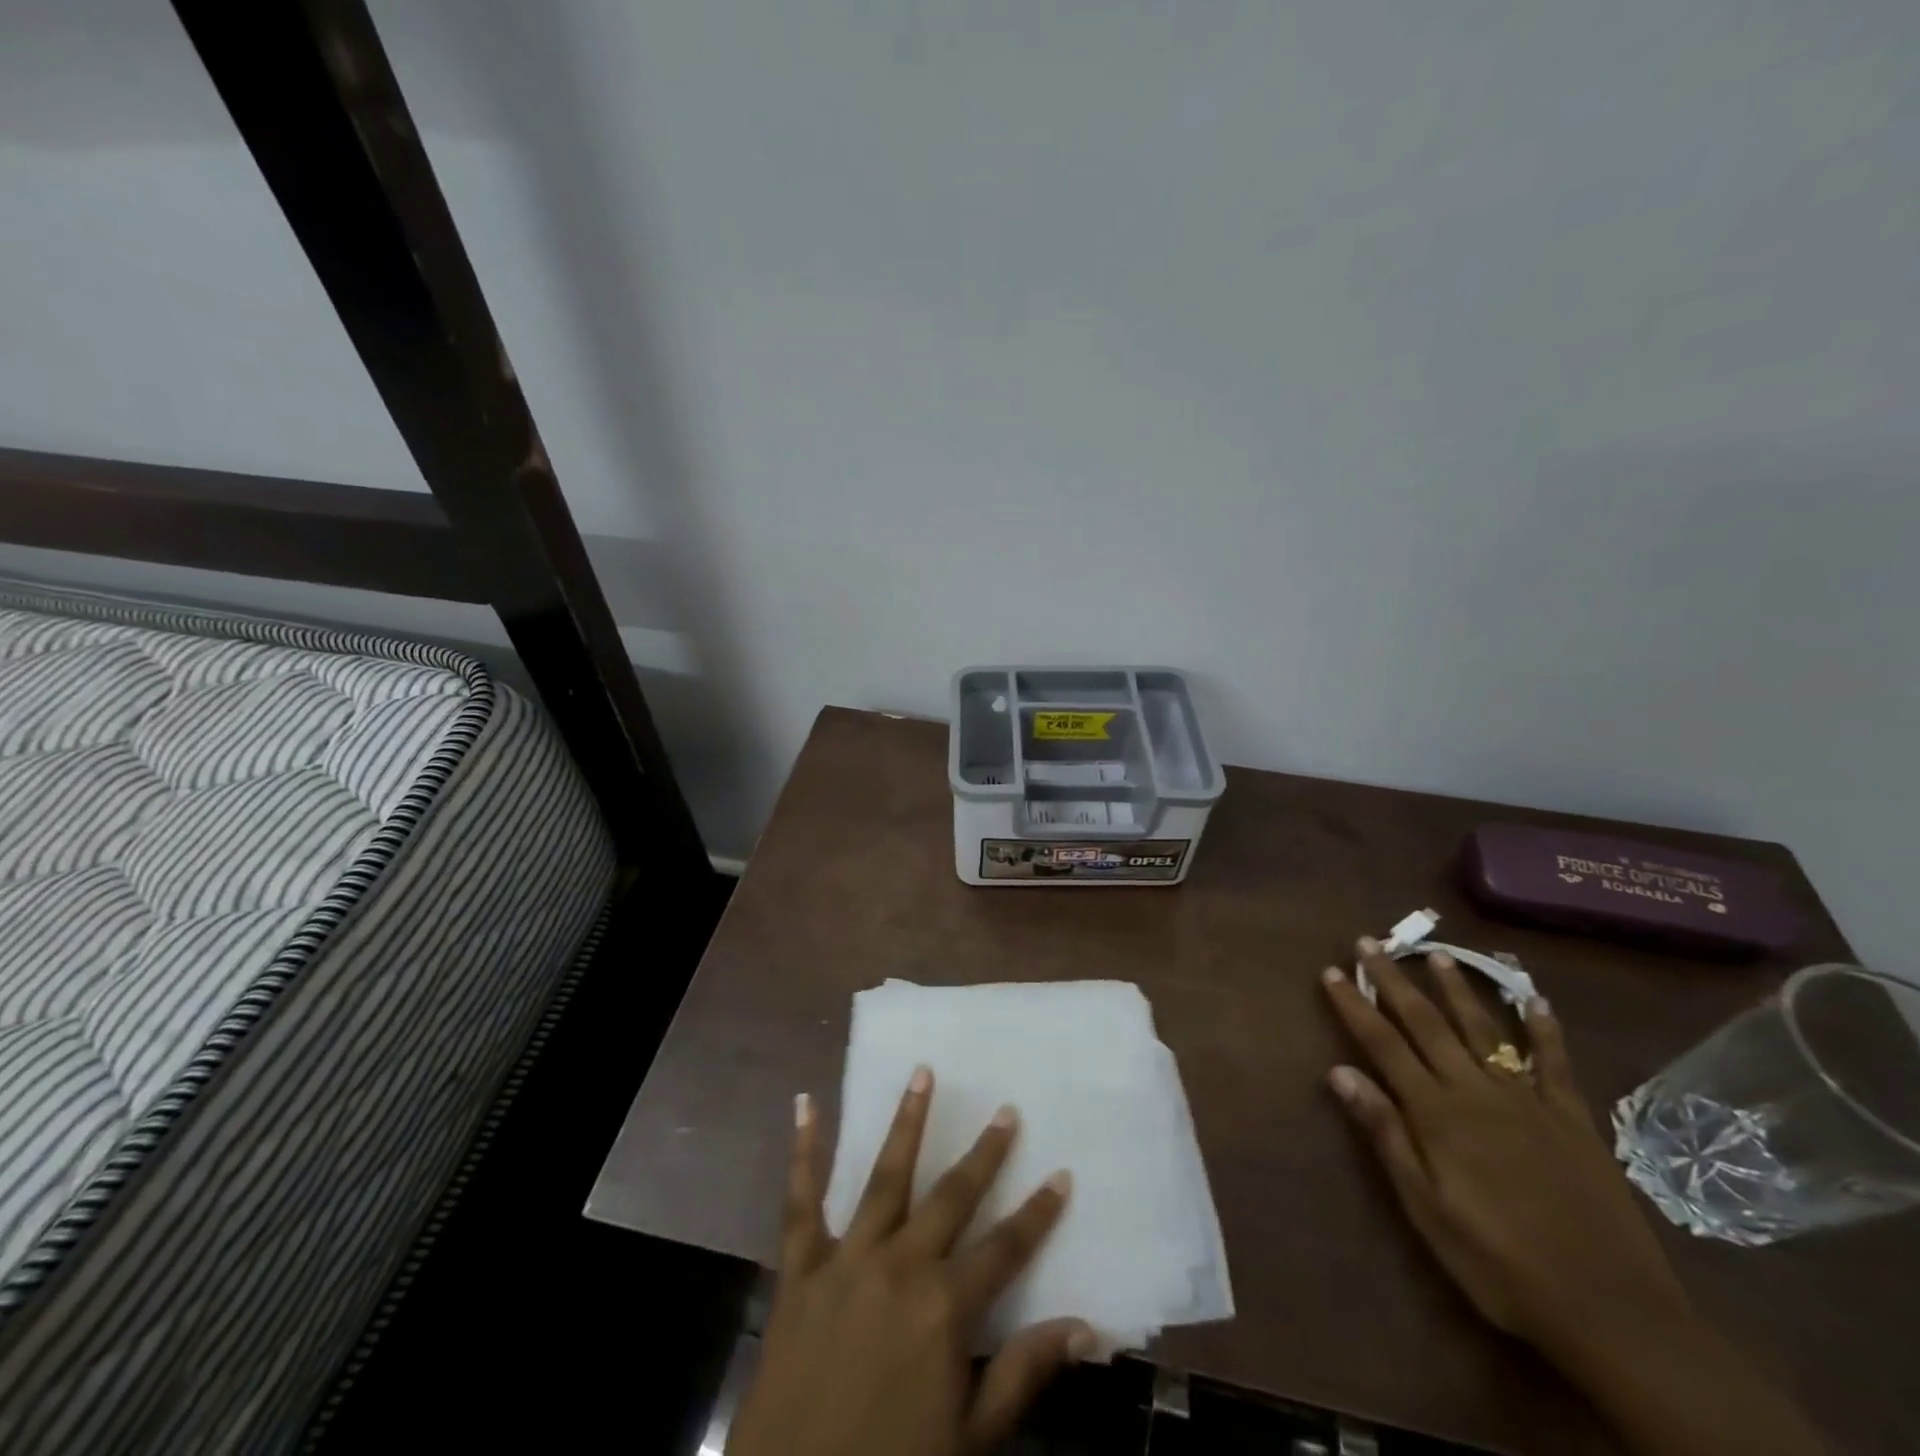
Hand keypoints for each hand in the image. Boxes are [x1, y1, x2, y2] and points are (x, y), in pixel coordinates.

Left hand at [727, 1068, 1090, 1455]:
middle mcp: (899, 1266)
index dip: (1038, 1213)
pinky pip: (800, 1202)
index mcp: (943, 1308)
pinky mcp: (799, 1269)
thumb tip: (1087, 1327)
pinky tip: (805, 1105)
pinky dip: (803, 1152)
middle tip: (1005, 1110)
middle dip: (984, 1154)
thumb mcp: (970, 1440)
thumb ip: (1023, 1374)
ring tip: (923, 1073)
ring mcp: (845, 1260)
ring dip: (907, 1122)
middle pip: (951, 1197)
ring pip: (884, 1177)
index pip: (1006, 1248)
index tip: (1061, 1174)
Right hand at [1320, 939, 1691, 1364]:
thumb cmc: (1499, 1264)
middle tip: (1370, 942)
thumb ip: (1386, 1135)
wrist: (1612, 1312)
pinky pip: (1555, 1063)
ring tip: (1436, 954)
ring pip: (1484, 1030)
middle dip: (1393, 980)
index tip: (1331, 971)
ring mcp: (1528, 1101)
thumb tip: (1339, 1072)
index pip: (1382, 1044)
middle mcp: (1477, 1091)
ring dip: (1456, 989)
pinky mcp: (1573, 1119)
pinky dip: (1544, 1028)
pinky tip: (1535, 999)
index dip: (1354, 1005)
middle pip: (1426, 1023)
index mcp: (1437, 1113)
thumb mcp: (1427, 1209)